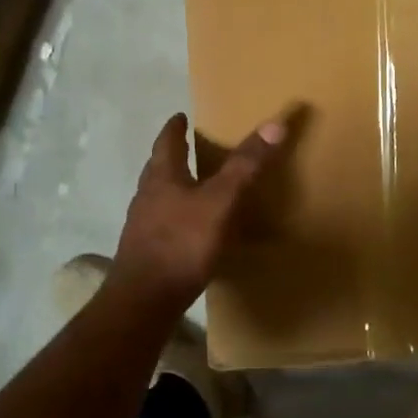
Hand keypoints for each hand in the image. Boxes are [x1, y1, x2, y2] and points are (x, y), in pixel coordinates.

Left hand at [109, 109, 293, 312]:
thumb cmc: (182, 243)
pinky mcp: (146, 253)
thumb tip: (275, 123)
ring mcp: (143, 227)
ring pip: (159, 197)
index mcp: (162, 177)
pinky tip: (192, 231)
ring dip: (174, 188)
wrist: (144, 300)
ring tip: (194, 187)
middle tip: (189, 148)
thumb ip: (245, 166)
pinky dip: (178, 218)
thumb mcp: (221, 201)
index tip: (180, 116)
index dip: (175, 128)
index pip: (167, 142)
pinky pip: (163, 225)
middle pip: (158, 169)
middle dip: (173, 156)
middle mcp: (147, 197)